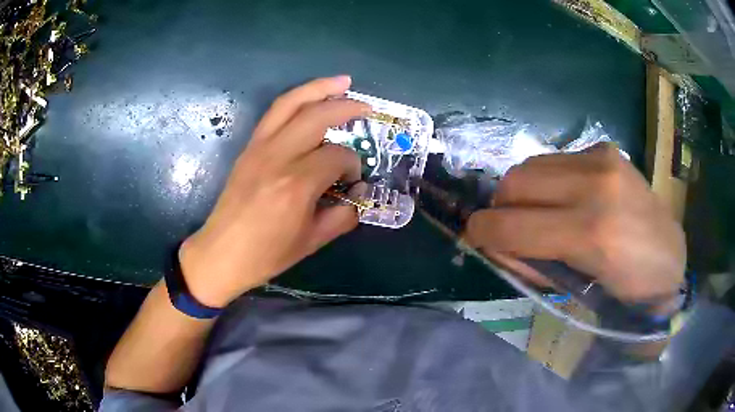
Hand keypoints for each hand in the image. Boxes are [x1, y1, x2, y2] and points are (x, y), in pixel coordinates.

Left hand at [178, 76, 370, 306]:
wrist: (221, 254)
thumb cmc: (265, 255)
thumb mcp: (311, 242)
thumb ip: (342, 216)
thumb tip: (357, 196)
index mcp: (296, 184)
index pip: (337, 156)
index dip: (353, 165)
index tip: (353, 181)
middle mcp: (277, 157)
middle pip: (317, 116)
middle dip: (347, 107)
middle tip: (367, 107)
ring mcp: (259, 148)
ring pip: (291, 103)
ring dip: (319, 88)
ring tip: (342, 82)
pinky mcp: (248, 148)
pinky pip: (274, 114)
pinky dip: (296, 100)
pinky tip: (310, 100)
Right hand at [465, 144, 685, 307]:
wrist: (669, 256)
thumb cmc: (625, 287)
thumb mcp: (575, 288)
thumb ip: (531, 262)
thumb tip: (495, 242)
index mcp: (590, 233)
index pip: (511, 225)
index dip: (481, 232)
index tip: (475, 238)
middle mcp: (595, 184)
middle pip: (514, 182)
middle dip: (500, 208)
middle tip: (510, 229)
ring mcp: (601, 158)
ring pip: (530, 165)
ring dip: (522, 192)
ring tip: (539, 213)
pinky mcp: (605, 148)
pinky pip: (554, 160)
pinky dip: (546, 181)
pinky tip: (565, 198)